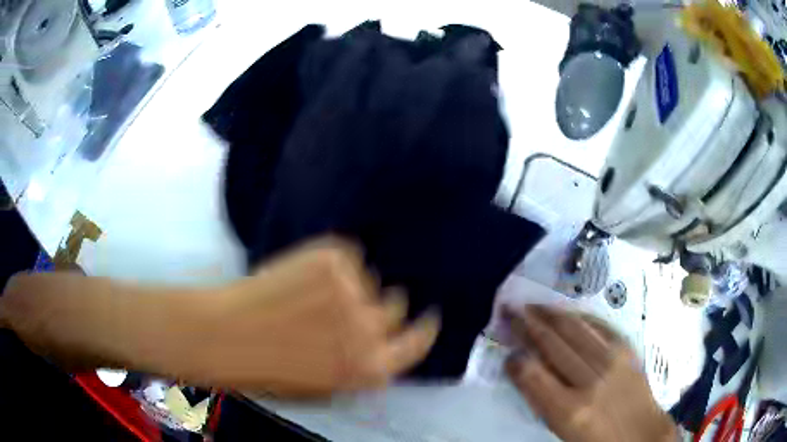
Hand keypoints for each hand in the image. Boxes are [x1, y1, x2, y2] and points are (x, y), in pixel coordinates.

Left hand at [189, 237, 440, 396]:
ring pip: (369, 278)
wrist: (227, 334)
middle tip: (348, 305)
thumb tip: (385, 342)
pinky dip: (333, 262)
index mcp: (370, 367)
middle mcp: (368, 329)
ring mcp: (351, 290)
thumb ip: (364, 366)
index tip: (428, 316)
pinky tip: (304, 274)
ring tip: (314, 291)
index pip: (418, 342)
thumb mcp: (328, 384)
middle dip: (379, 306)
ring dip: (351, 285)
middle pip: (396, 306)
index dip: (424, 327)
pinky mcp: (332, 259)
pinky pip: (348, 255)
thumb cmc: (272, 370)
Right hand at [504, 306, 676, 441]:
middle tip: (510, 309)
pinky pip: (599, 326)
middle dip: (526, 324)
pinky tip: (568, 312)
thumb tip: (526, 370)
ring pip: (574, 328)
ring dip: (550, 314)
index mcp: (569, 410)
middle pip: (552, 344)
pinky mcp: (626, 350)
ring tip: (534, 306)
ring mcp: (611, 361)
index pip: (532, 375)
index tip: (507, 352)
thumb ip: (544, 400)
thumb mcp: (563, 430)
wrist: (640, 433)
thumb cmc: (596, 440)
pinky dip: (580, 316)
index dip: (515, 359)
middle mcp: (589, 381)